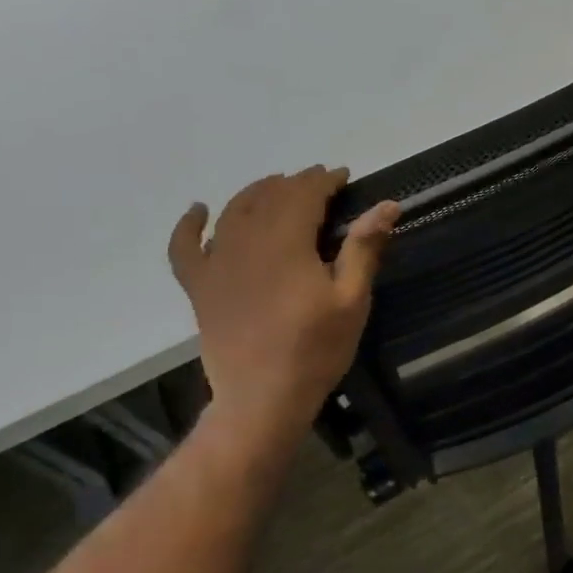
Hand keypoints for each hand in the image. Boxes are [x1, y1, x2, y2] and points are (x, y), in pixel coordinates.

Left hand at [169, 167, 398, 440]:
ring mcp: (216, 264)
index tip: (343, 175)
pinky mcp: (199, 286)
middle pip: (268, 198)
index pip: (303, 195)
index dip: (323, 180)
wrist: (263, 397)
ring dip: (256, 192)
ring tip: (276, 187)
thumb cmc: (317, 350)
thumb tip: (387, 205)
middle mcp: (245, 243)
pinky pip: (185, 246)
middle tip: (319, 182)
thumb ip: (364, 249)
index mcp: (287, 244)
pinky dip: (189, 224)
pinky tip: (199, 210)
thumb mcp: (352, 300)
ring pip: (233, 212)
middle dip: (295, 183)